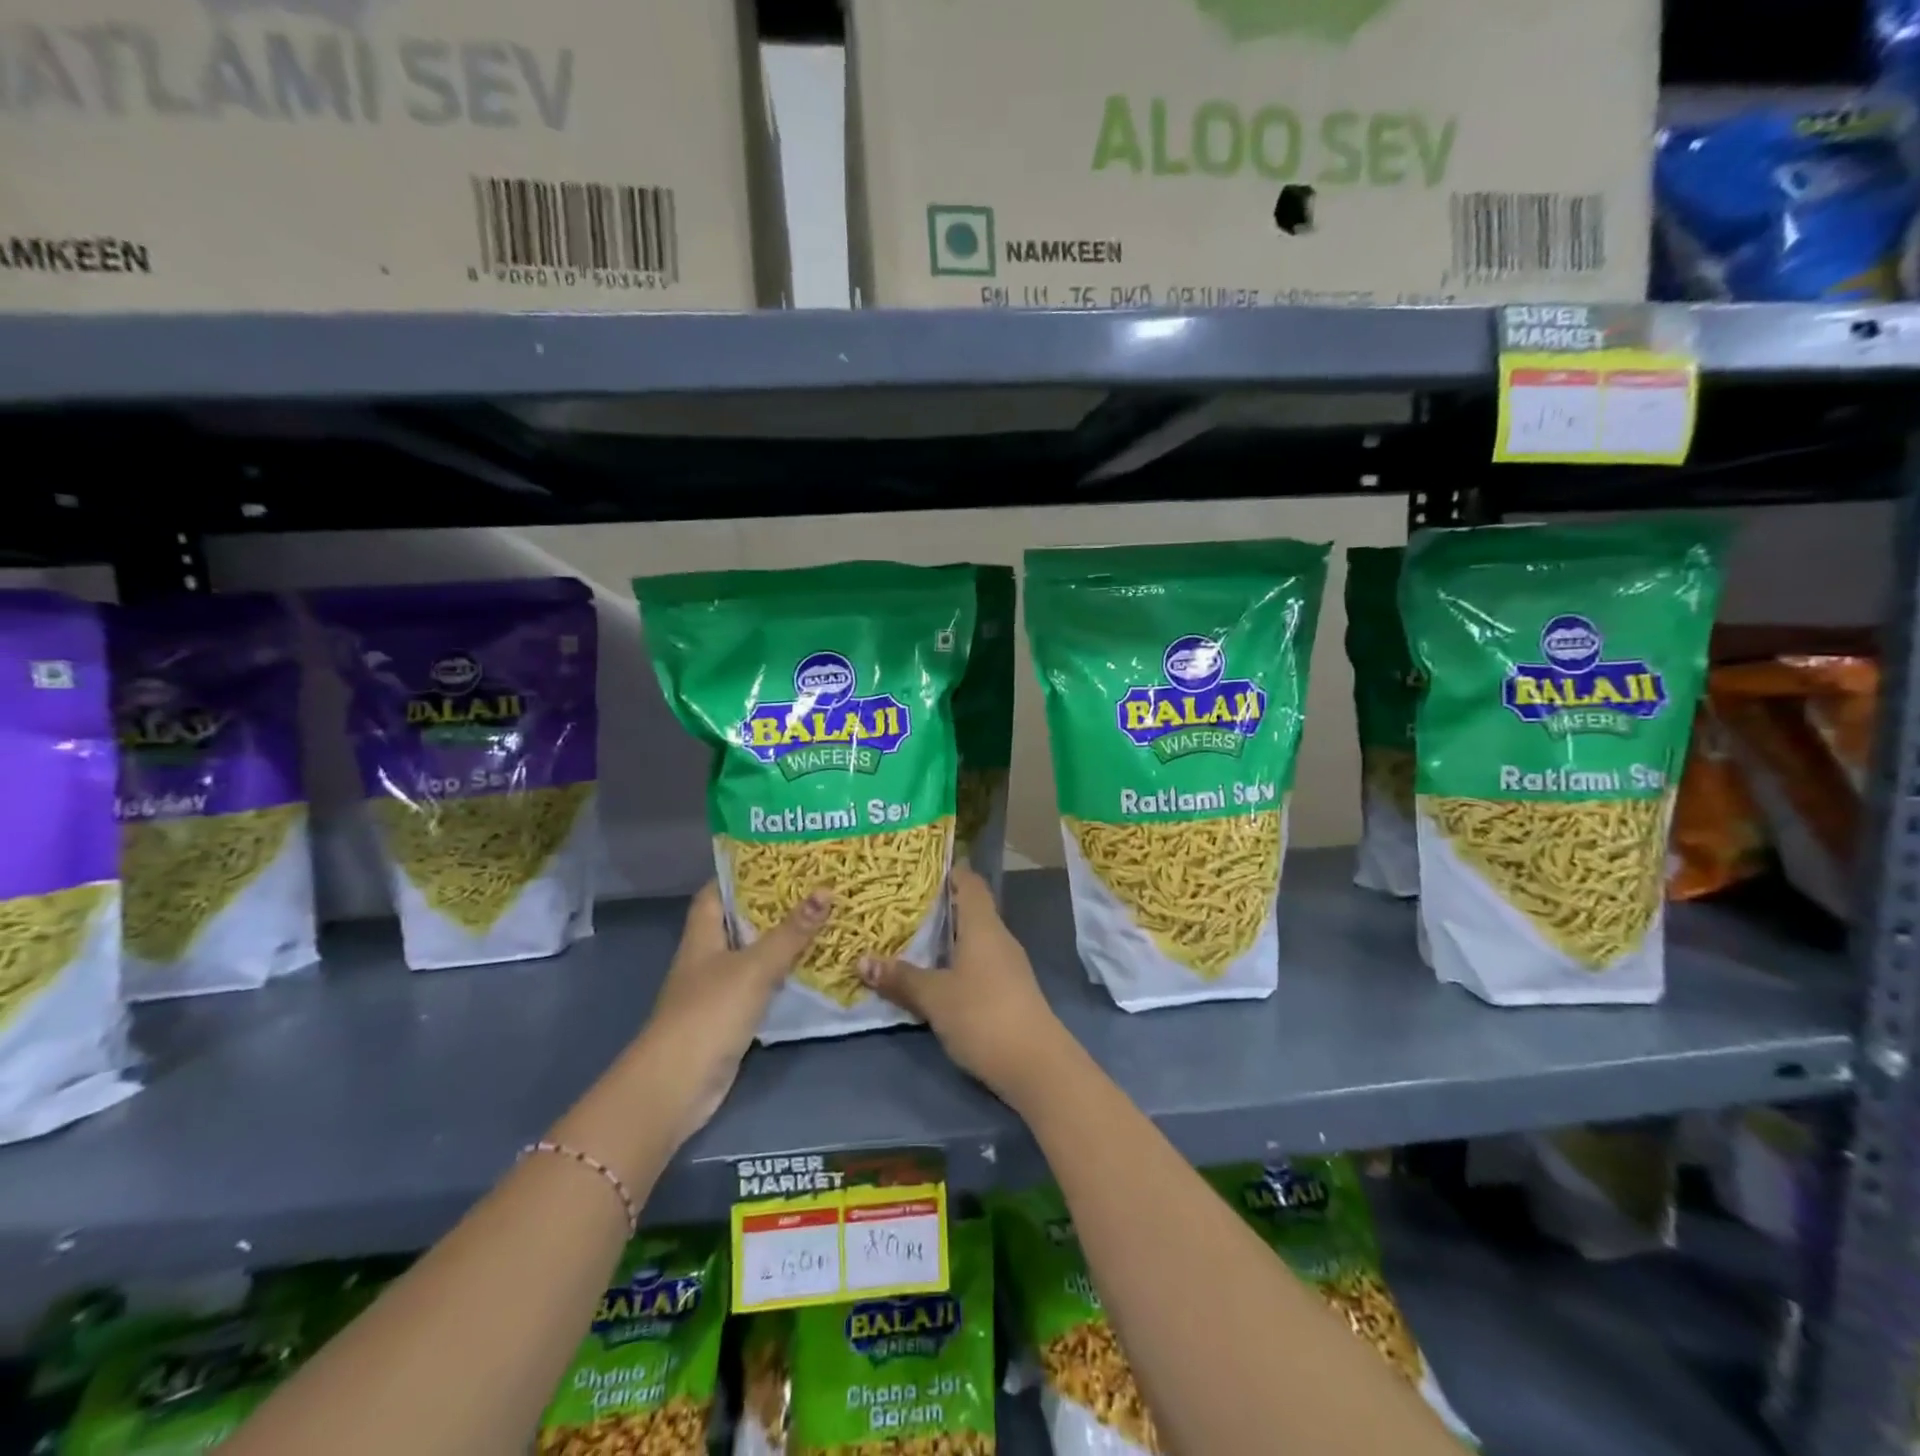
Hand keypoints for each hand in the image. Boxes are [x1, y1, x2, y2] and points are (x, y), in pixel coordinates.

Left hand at [634, 883, 829, 1146]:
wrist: (676, 1085)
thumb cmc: (709, 1013)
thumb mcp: (755, 967)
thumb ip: (791, 932)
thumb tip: (826, 890)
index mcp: (703, 936)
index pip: (716, 892)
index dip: (742, 874)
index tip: (778, 859)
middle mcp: (706, 958)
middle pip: (739, 922)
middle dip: (772, 906)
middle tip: (813, 887)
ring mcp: (716, 990)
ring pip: (752, 955)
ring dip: (780, 942)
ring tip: (820, 921)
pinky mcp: (729, 1019)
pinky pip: (759, 987)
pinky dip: (780, 977)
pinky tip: (809, 970)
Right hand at [857, 866, 1070, 1107]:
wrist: (1036, 1065)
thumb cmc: (983, 1015)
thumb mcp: (935, 997)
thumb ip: (901, 978)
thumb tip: (862, 961)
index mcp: (984, 926)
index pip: (970, 883)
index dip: (950, 872)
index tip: (921, 869)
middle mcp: (999, 938)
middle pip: (970, 910)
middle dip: (939, 907)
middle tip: (901, 906)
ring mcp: (1008, 966)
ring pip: (974, 940)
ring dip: (946, 939)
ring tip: (910, 940)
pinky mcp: (1009, 991)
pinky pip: (978, 964)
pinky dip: (956, 963)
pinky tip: (935, 977)